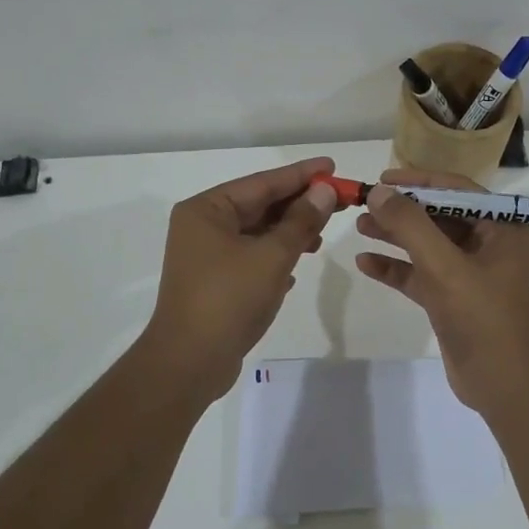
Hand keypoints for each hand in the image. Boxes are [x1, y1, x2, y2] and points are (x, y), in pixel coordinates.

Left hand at [141, 156, 338, 398]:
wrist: (189, 363)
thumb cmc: (229, 299)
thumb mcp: (272, 256)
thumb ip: (301, 221)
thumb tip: (324, 190)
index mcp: (207, 210)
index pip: (262, 182)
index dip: (301, 175)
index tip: (332, 166)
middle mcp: (202, 226)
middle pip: (259, 206)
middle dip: (298, 205)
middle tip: (338, 199)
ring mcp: (206, 256)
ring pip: (257, 233)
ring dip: (290, 232)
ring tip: (322, 235)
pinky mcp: (214, 282)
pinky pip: (251, 257)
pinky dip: (275, 256)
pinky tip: (299, 263)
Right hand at [353, 168, 528, 414]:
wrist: (505, 386)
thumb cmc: (483, 317)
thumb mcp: (444, 266)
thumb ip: (410, 225)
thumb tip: (378, 192)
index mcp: (504, 228)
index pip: (457, 190)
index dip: (419, 181)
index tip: (382, 179)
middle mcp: (491, 244)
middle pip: (439, 216)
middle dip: (402, 210)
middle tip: (364, 202)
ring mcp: (472, 273)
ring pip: (428, 245)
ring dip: (395, 236)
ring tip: (359, 226)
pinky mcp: (454, 299)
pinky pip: (422, 274)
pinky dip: (397, 268)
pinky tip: (365, 263)